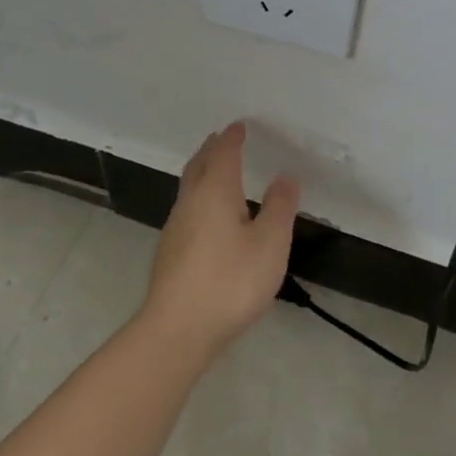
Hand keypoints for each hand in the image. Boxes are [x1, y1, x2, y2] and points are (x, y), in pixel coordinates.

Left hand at [140, 122, 300, 358]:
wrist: (178, 329)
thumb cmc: (230, 281)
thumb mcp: (270, 244)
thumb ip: (279, 207)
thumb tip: (285, 176)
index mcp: (215, 192)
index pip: (223, 154)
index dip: (232, 138)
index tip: (239, 126)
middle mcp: (190, 202)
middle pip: (199, 166)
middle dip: (212, 150)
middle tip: (223, 140)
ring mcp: (175, 227)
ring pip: (189, 188)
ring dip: (203, 173)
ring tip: (217, 172)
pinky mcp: (170, 252)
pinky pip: (187, 209)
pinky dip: (200, 197)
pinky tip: (208, 216)